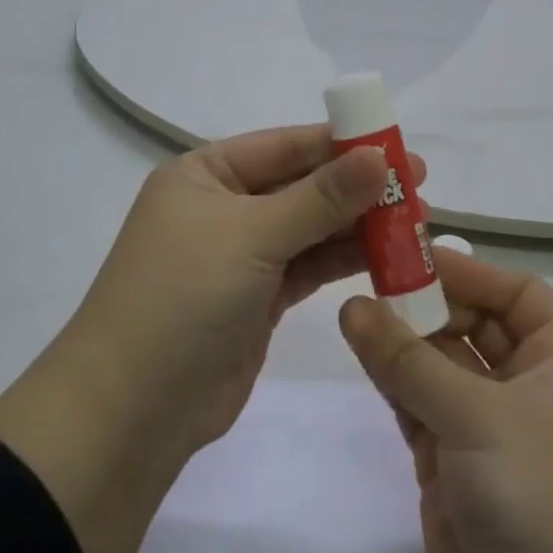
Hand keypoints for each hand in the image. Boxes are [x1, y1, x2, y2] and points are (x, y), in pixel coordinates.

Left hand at [70, 124, 423, 451]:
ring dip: (357, 225)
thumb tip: (379, 156)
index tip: (398, 144)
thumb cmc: (183, 297)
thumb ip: (320, 197)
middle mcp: (222, 207)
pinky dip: (344, 261)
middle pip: (301, 186)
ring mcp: (241, 255)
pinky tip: (387, 256)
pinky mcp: (258, 299)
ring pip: (310, 228)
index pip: (284, 145)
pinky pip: (309, 267)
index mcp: (205, 174)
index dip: (342, 143)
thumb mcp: (252, 235)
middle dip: (356, 186)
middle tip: (418, 188)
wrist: (133, 409)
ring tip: (415, 222)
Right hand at [339, 252, 552, 552]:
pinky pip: (418, 409)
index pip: (516, 293)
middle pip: (471, 325)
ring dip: (401, 342)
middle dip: (426, 304)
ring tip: (352, 311)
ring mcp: (487, 430)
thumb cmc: (545, 501)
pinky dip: (392, 384)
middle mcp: (526, 388)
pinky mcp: (452, 468)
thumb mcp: (479, 418)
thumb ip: (409, 362)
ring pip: (438, 366)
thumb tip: (353, 305)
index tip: (409, 254)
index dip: (468, 271)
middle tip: (368, 279)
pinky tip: (362, 355)